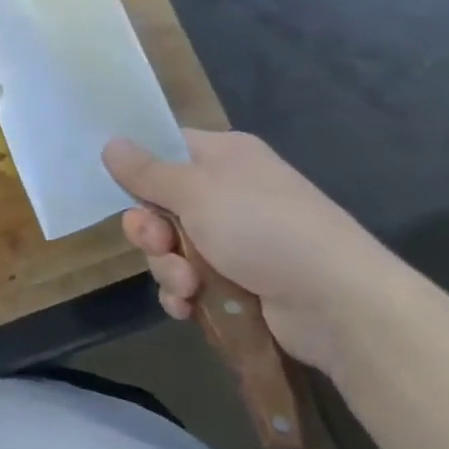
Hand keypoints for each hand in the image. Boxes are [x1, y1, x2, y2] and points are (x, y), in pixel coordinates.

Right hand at [102, 131, 416, 379]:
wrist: (338, 302)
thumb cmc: (263, 227)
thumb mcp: (195, 191)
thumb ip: (146, 171)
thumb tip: (110, 142)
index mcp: (224, 157)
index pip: (167, 150)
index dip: (140, 169)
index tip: (119, 188)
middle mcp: (229, 193)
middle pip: (162, 205)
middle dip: (150, 231)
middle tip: (157, 243)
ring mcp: (236, 240)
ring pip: (172, 248)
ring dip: (168, 268)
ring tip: (187, 285)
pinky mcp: (240, 282)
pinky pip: (191, 282)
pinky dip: (185, 294)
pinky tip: (189, 306)